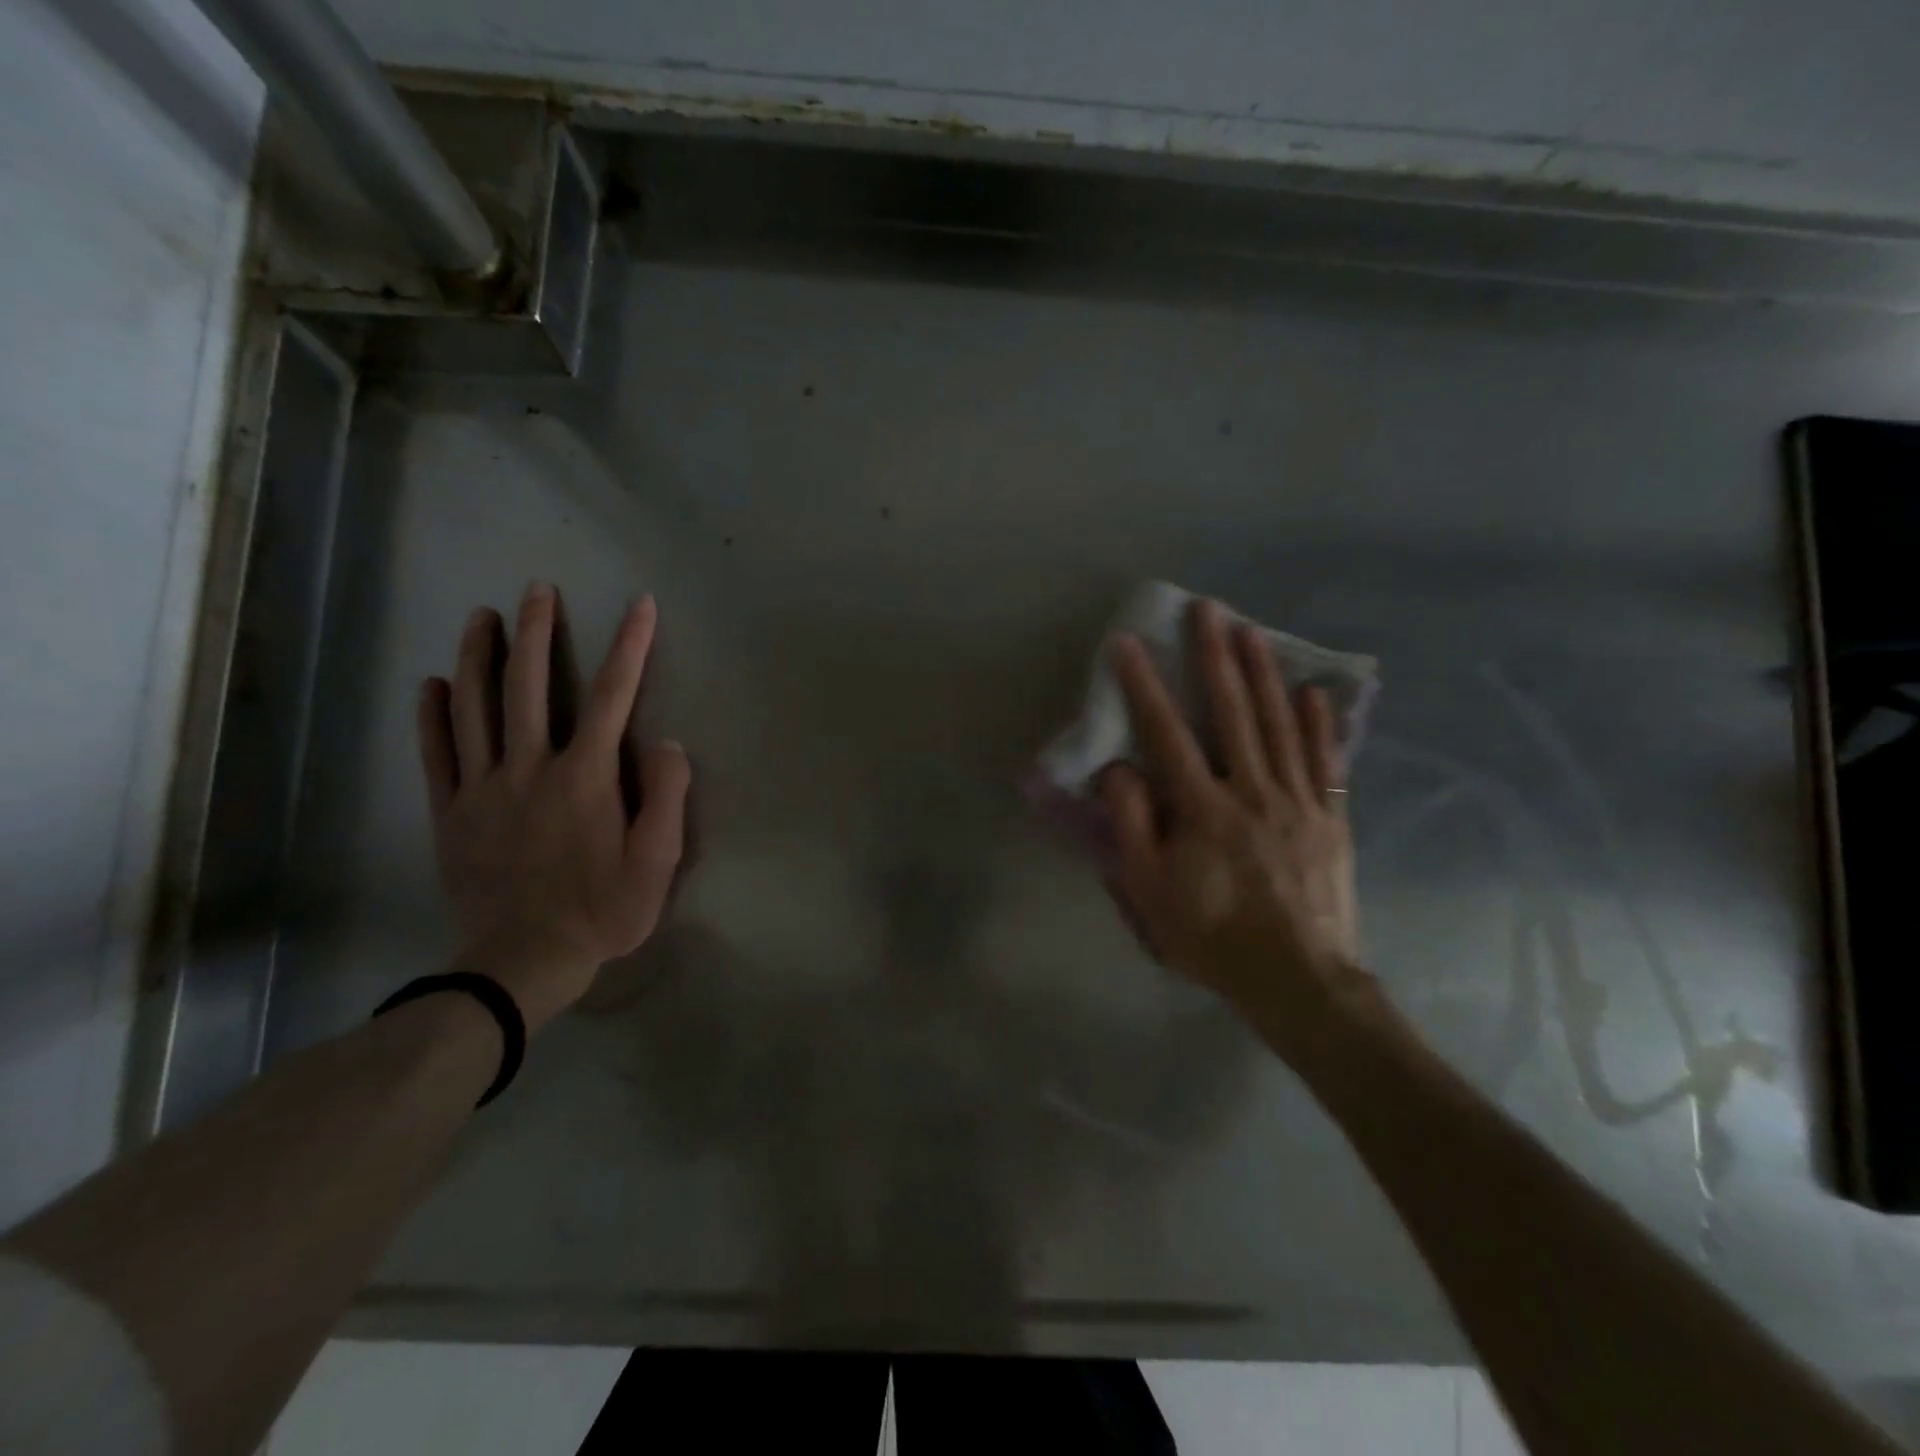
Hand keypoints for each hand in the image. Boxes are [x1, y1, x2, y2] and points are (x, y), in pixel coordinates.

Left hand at [416, 584, 690, 1030]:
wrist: (522, 961)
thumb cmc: (602, 912)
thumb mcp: (657, 864)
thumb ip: (667, 799)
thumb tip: (667, 743)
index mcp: (586, 776)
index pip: (614, 695)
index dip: (630, 646)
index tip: (640, 605)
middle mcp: (531, 767)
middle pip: (531, 686)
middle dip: (538, 633)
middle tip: (539, 590)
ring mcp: (483, 787)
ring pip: (476, 707)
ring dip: (481, 656)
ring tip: (482, 616)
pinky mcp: (451, 812)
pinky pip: (437, 752)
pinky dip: (433, 714)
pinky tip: (433, 684)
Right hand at [1099, 599, 1366, 1058]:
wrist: (1298, 980)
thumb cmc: (1212, 936)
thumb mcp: (1149, 892)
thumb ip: (1130, 827)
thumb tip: (1120, 770)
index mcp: (1203, 809)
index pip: (1167, 734)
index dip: (1145, 687)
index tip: (1128, 644)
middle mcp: (1252, 791)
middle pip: (1232, 713)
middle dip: (1215, 657)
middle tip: (1207, 610)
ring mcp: (1298, 801)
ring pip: (1279, 726)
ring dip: (1263, 675)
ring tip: (1252, 632)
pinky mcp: (1330, 819)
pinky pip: (1325, 762)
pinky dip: (1318, 725)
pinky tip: (1313, 693)